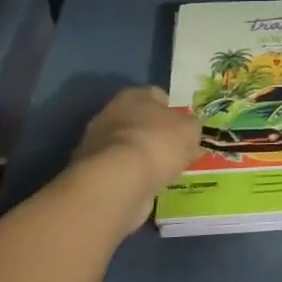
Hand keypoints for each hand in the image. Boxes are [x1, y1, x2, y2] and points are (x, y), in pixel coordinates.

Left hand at [63, 87, 199, 239]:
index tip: (184, 126)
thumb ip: (190, 127)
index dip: (172, 110)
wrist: (119, 181)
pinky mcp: (92, 172)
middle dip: (154, 133)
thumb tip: (188, 130)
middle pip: (138, 120)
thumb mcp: (190, 130)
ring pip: (127, 146)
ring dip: (141, 156)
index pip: (156, 95)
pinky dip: (130, 176)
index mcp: (134, 95)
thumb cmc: (158, 143)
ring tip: (161, 172)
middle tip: (173, 150)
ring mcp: (96, 143)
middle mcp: (110, 113)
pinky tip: (145, 185)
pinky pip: (119, 170)